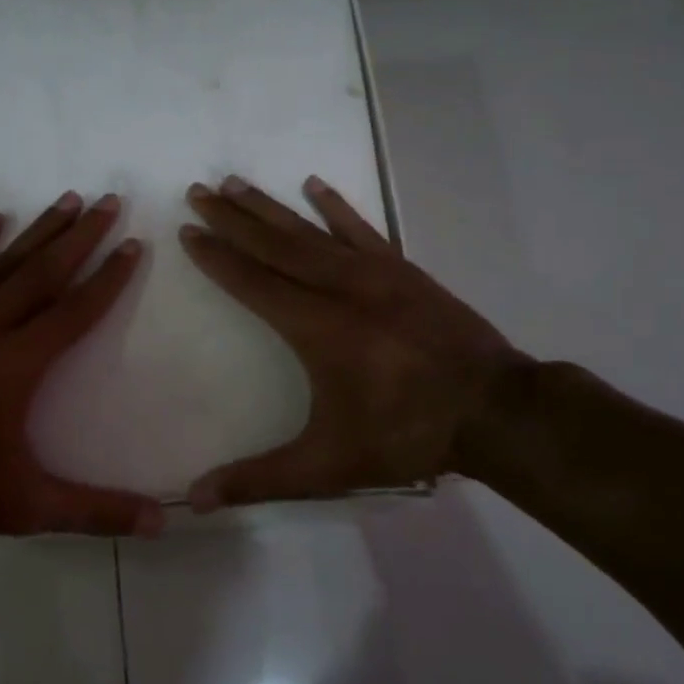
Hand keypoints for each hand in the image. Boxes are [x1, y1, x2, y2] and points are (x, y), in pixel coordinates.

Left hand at [0, 191, 163, 537]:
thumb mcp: (26, 507)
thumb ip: (95, 511)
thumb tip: (163, 522)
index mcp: (19, 363)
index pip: (76, 310)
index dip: (110, 278)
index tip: (134, 245)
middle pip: (45, 271)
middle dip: (82, 235)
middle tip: (110, 200)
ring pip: (4, 262)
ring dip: (39, 229)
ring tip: (67, 198)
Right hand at [179, 175, 532, 509]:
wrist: (495, 410)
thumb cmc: (406, 434)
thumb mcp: (327, 465)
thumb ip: (259, 480)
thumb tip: (195, 501)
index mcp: (317, 328)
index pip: (253, 282)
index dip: (217, 257)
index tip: (188, 231)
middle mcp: (341, 289)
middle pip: (275, 245)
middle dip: (233, 218)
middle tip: (199, 191)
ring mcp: (376, 274)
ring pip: (312, 231)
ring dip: (271, 207)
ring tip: (237, 183)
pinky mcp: (405, 271)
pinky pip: (362, 230)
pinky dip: (336, 208)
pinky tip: (315, 186)